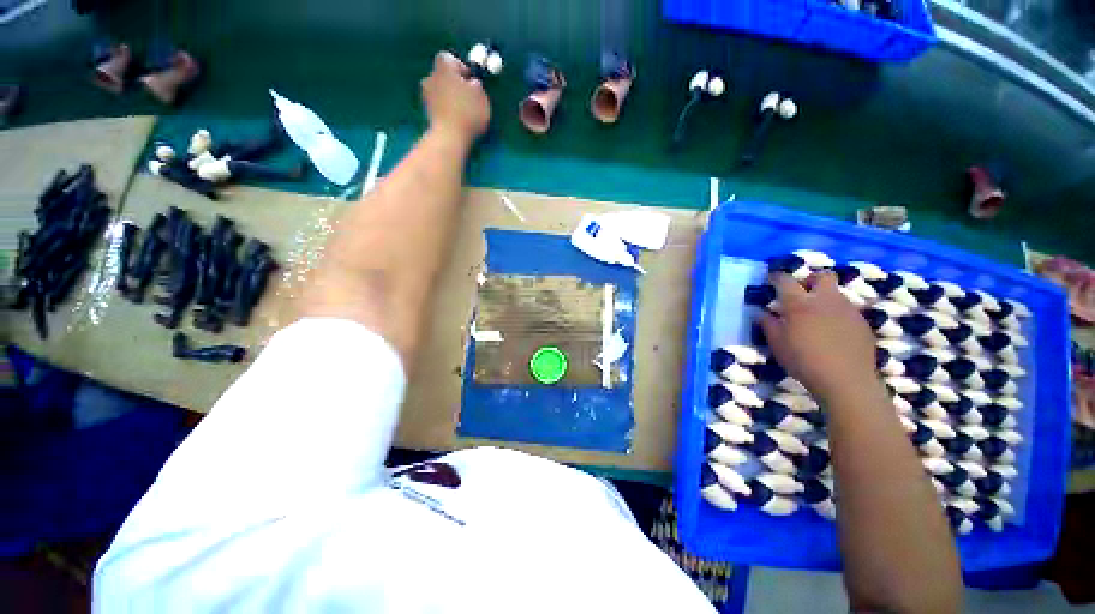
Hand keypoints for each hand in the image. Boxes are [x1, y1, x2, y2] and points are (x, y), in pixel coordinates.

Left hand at [420, 51, 490, 143]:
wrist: (449, 137)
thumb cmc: (468, 112)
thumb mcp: (481, 96)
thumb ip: (476, 86)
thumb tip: (472, 83)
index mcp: (444, 67)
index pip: (448, 58)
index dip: (460, 66)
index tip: (470, 80)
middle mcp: (431, 77)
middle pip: (443, 75)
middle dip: (454, 83)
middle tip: (467, 95)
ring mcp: (426, 95)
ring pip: (440, 90)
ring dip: (449, 96)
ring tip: (462, 110)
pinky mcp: (427, 112)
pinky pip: (438, 105)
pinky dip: (446, 109)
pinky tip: (456, 119)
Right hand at [760, 272, 878, 402]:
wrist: (846, 381)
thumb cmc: (803, 361)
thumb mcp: (777, 344)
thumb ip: (768, 325)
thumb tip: (764, 313)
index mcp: (799, 304)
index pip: (786, 280)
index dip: (777, 277)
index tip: (772, 279)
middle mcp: (825, 300)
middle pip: (822, 276)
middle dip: (811, 280)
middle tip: (802, 294)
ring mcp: (847, 310)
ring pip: (836, 293)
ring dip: (824, 298)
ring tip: (817, 316)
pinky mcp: (862, 322)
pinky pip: (847, 310)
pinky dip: (837, 314)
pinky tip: (833, 332)